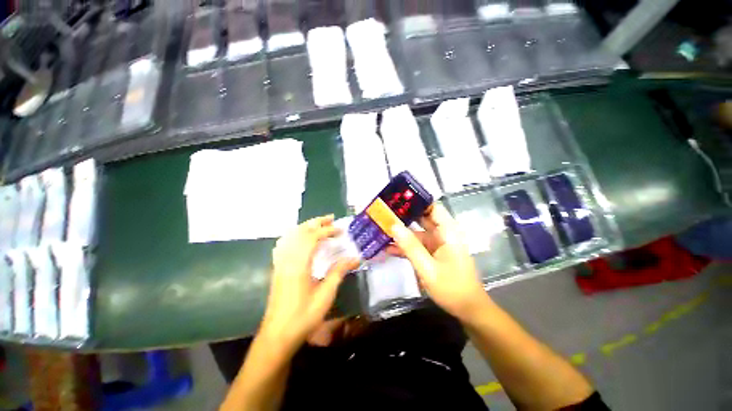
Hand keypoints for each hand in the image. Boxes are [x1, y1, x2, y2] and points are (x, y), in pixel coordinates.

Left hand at [261, 215, 359, 348]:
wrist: (277, 336)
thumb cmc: (303, 316)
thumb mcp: (325, 295)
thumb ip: (339, 272)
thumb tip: (355, 258)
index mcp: (299, 264)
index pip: (312, 237)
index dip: (327, 230)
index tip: (340, 230)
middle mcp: (287, 259)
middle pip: (300, 232)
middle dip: (316, 223)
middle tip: (331, 219)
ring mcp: (280, 264)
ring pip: (291, 236)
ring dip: (305, 227)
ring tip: (319, 225)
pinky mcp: (277, 269)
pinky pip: (284, 245)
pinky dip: (294, 236)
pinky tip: (300, 239)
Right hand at [387, 204, 487, 320]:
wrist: (468, 310)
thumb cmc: (452, 288)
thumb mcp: (428, 268)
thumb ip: (411, 247)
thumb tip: (393, 226)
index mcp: (447, 232)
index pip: (433, 207)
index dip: (416, 201)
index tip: (397, 200)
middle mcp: (442, 234)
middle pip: (422, 218)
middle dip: (404, 215)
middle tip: (384, 213)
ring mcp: (436, 244)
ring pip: (416, 233)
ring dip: (401, 233)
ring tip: (381, 229)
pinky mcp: (432, 254)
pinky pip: (416, 246)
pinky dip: (404, 246)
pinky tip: (388, 248)